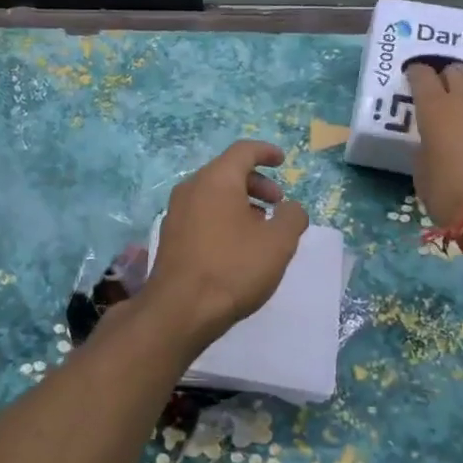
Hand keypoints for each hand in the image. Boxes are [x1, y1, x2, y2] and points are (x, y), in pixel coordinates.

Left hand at [145, 141, 308, 349]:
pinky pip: (201, 213)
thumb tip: (291, 208)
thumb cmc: (233, 268)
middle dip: (257, 182)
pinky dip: (223, 217)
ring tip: (262, 227)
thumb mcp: (278, 243)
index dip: (266, 152)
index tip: (283, 161)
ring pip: (213, 194)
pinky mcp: (170, 237)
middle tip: (278, 203)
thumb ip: (293, 217)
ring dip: (241, 202)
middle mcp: (191, 188)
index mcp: (216, 179)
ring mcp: (176, 213)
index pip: (243, 151)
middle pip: (227, 172)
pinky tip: (237, 245)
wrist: (180, 310)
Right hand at [405, 60, 462, 228]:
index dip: (416, 73)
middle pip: (458, 70)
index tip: (412, 76)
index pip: (422, 77)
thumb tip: (432, 146)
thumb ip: (426, 152)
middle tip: (443, 88)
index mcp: (437, 111)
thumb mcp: (422, 176)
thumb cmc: (451, 197)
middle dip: (447, 75)